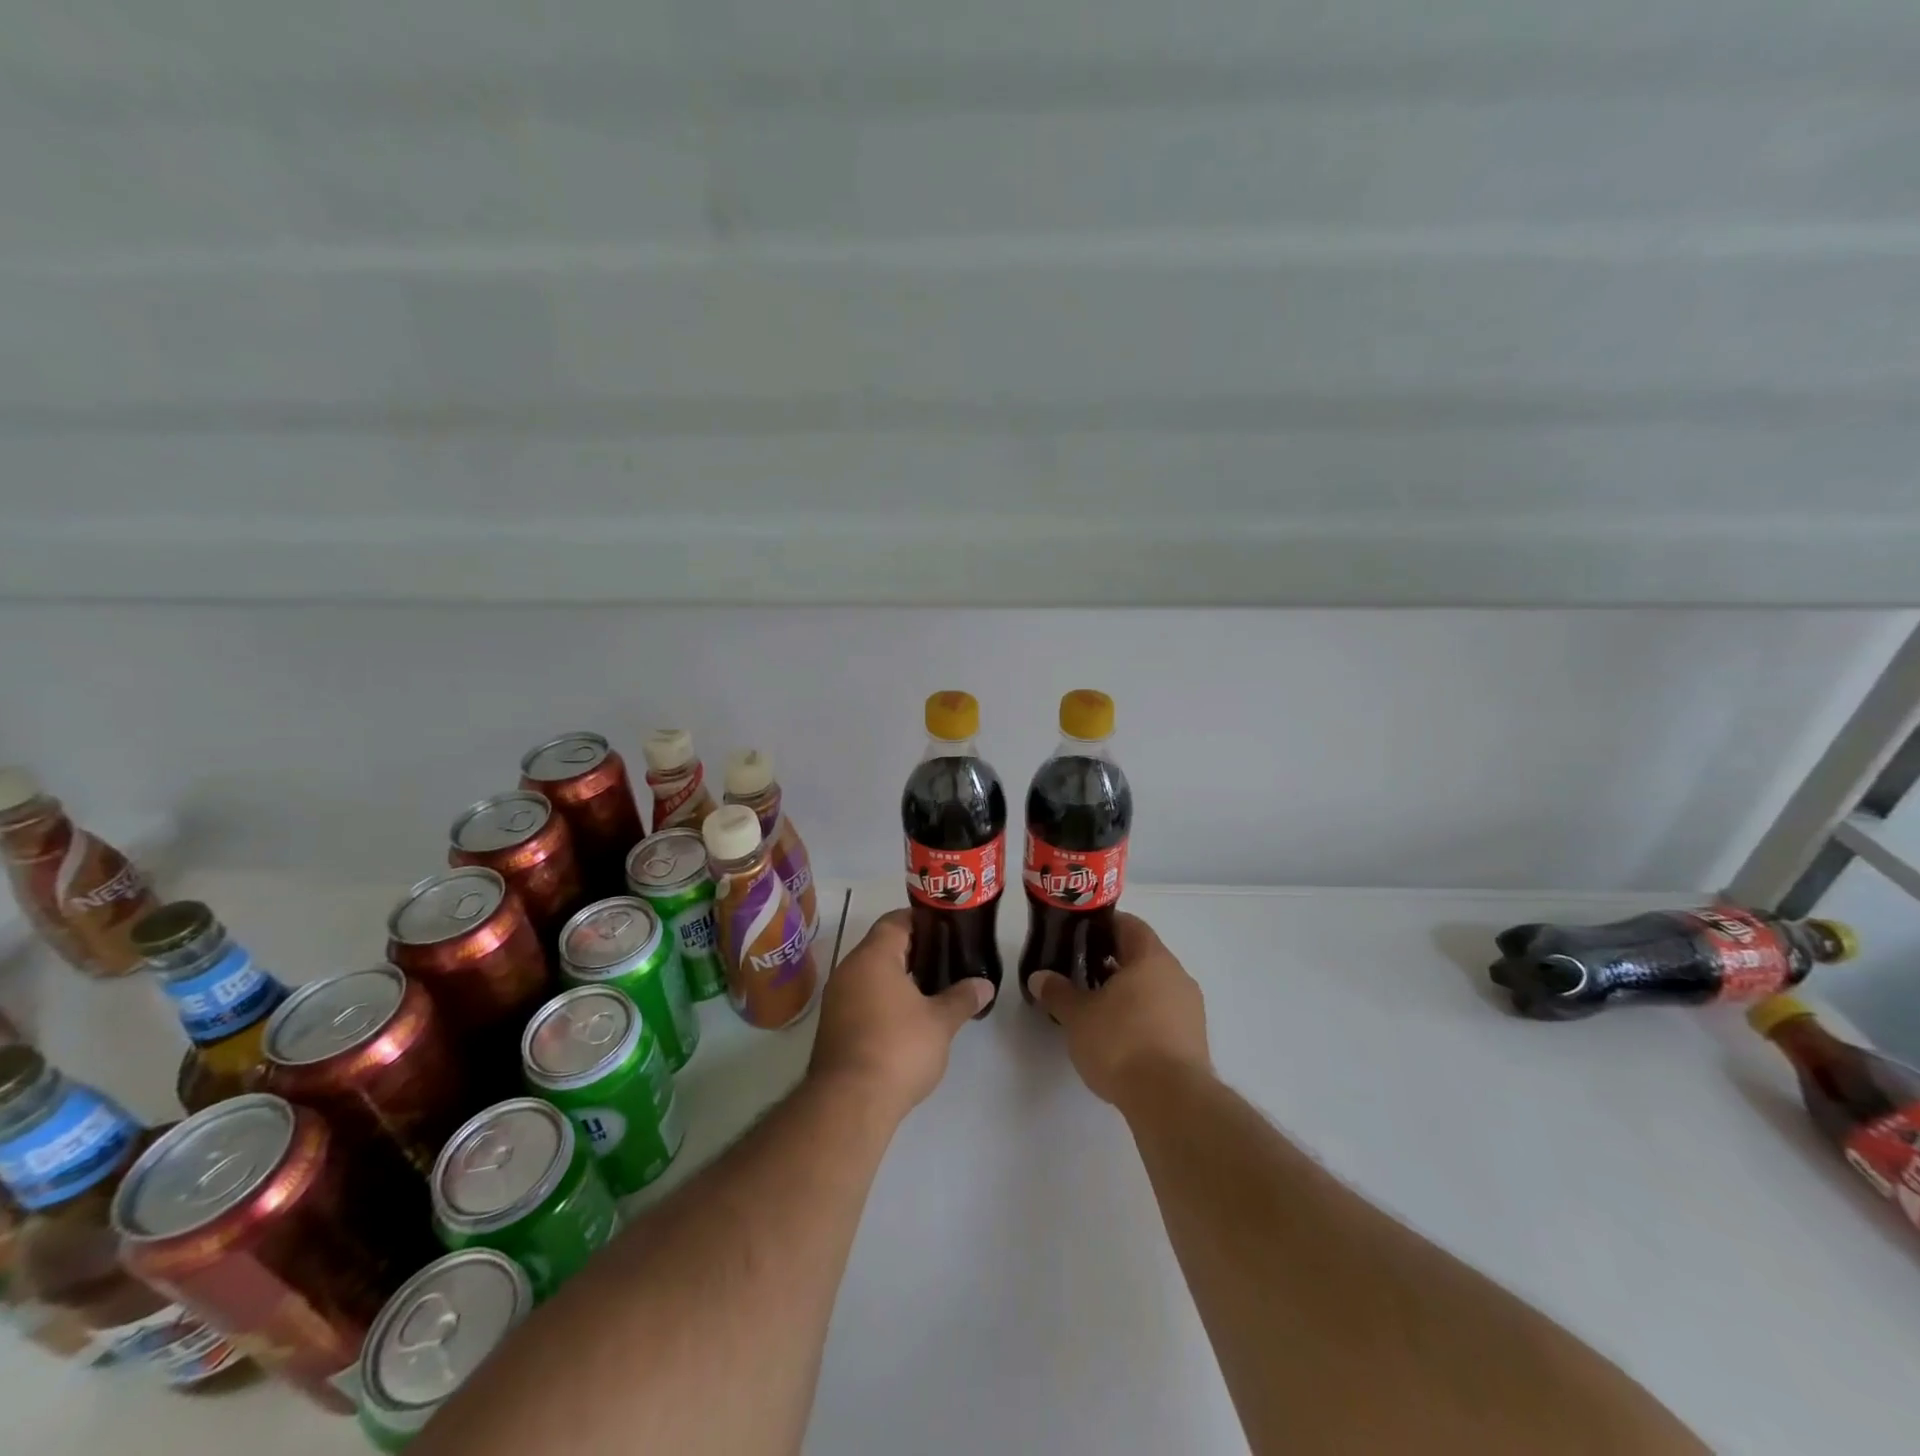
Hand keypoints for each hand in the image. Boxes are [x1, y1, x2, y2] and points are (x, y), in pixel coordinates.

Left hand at [809, 910, 989, 1118]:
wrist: (849, 1103)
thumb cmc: (898, 1049)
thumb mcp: (940, 1022)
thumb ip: (963, 998)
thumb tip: (985, 984)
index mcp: (873, 956)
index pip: (896, 921)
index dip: (922, 920)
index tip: (947, 928)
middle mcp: (849, 969)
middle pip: (882, 945)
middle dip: (914, 951)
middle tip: (947, 959)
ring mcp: (836, 998)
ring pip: (870, 973)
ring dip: (897, 977)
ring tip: (931, 988)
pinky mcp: (832, 1026)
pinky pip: (861, 997)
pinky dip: (883, 998)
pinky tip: (906, 1017)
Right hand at [1029, 912, 1209, 1107]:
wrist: (1171, 1100)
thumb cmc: (1122, 1043)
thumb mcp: (1078, 1016)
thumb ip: (1058, 992)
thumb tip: (1040, 977)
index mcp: (1151, 958)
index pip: (1129, 925)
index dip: (1103, 926)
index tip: (1080, 937)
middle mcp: (1177, 975)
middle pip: (1142, 956)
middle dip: (1112, 961)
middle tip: (1082, 972)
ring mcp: (1190, 1008)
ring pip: (1154, 986)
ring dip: (1128, 991)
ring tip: (1097, 1007)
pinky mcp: (1194, 1040)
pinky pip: (1164, 1013)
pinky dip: (1142, 1016)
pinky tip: (1121, 1036)